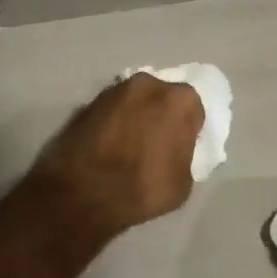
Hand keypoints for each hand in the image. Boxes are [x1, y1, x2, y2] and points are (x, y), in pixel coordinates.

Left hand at [26, 74, 205, 238]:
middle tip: (155, 143)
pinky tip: (108, 146)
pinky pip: (110, 111)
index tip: (180, 146)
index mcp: (179, 100)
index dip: (188, 129)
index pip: (193, 109)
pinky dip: (112, 123)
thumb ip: (184, 154)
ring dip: (135, 116)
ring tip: (128, 145)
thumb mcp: (184, 182)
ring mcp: (113, 90)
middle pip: (162, 98)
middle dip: (160, 115)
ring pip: (134, 101)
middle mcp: (147, 84)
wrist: (82, 193)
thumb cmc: (143, 188)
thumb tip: (174, 150)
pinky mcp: (87, 102)